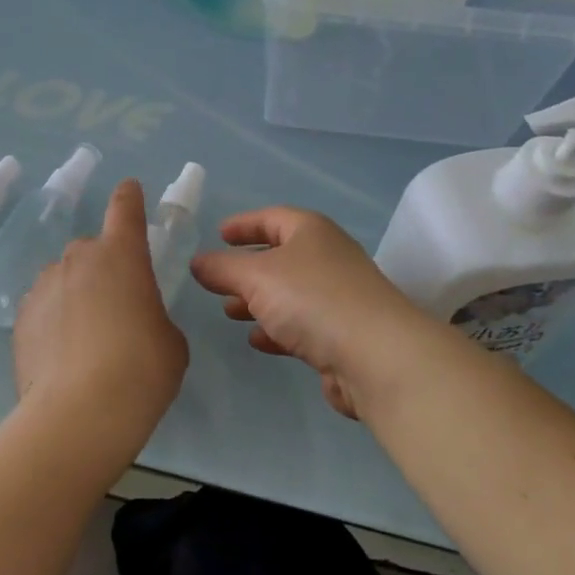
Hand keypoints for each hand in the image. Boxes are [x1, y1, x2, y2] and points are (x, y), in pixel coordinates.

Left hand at [12, 179, 187, 463]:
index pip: (125, 208)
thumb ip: (151, 316)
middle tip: (116, 307)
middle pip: (92, 250)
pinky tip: (62, 355)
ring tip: (85, 340)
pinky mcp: (20, 318)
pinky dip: (53, 321)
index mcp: (122, 254)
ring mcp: (44, 286)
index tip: (129, 190)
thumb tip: (133, 322)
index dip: (129, 197)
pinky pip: (43, 307)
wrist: (80, 413)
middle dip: (104, 268)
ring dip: (75, 295)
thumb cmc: (142, 368)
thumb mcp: (168, 340)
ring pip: (64, 279)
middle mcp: (79, 258)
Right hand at [191, 207, 433, 419]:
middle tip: (218, 280)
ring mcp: (339, 297)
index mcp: (312, 232)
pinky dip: (278, 328)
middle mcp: (329, 258)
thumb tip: (197, 262)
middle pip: (281, 256)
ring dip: (259, 301)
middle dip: (247, 269)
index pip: (272, 217)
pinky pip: (303, 324)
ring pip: (290, 293)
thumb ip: (222, 269)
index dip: (244, 224)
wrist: (377, 356)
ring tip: (230, 312)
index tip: (218, 234)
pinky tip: (259, 341)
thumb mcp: (256, 277)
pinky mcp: (344, 334)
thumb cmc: (312, 299)